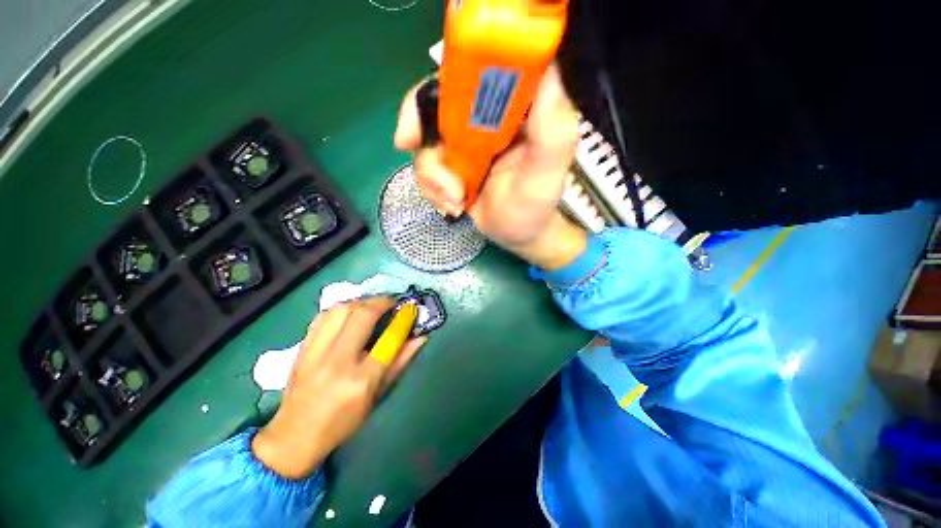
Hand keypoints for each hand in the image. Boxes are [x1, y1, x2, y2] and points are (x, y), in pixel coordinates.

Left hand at [252, 297, 425, 478]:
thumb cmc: (344, 421)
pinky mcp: (301, 349)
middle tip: (391, 303)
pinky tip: (349, 313)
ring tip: (372, 305)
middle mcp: (337, 362)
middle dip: (382, 302)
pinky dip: (340, 309)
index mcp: (361, 380)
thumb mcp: (378, 396)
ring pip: (340, 310)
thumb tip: (420, 337)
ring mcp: (315, 354)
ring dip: (361, 301)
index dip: (403, 319)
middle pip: (362, 315)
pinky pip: (322, 317)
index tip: (410, 309)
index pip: (389, 339)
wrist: (295, 436)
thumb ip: (400, 362)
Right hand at [394, 65, 587, 270]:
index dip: (442, 84)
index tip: (420, 120)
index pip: (475, 69)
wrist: (518, 235)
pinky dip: (433, 189)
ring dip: (433, 177)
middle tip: (418, 156)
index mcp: (515, 107)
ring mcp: (466, 142)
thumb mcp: (546, 173)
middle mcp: (486, 118)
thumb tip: (545, 71)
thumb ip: (551, 130)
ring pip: (427, 141)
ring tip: (455, 202)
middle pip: (437, 102)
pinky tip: (453, 206)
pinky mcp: (453, 164)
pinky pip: (426, 166)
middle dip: (422, 134)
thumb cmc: (535, 207)